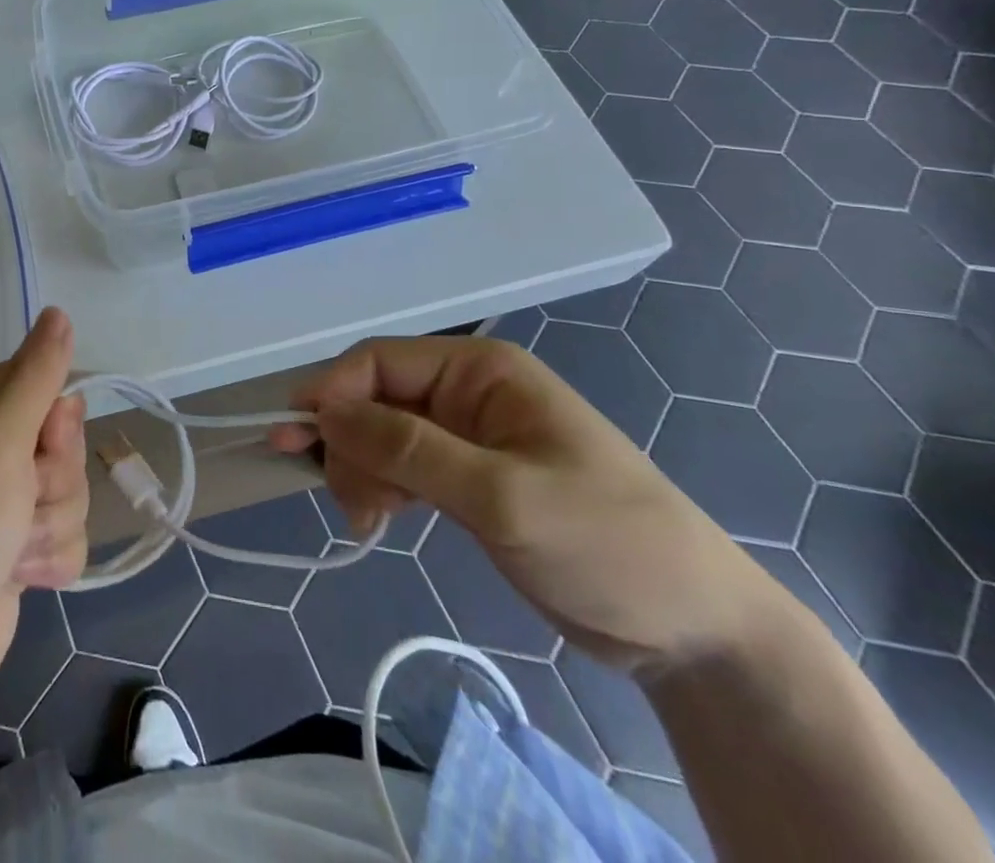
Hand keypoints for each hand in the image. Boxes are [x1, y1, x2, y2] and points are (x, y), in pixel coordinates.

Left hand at [0, 308, 87, 725]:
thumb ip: (36, 377)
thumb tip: (58, 311)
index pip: (44, 383)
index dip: (54, 422)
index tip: (39, 447)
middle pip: (64, 441)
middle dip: (52, 480)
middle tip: (16, 505)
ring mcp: (1, 499)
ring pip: (71, 490)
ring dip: (49, 525)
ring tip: (10, 551)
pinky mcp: (16, 547)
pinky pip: (67, 535)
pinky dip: (50, 558)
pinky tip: (17, 577)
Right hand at [272, 337, 773, 673]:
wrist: (697, 633)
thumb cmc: (606, 544)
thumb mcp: (502, 496)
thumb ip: (409, 448)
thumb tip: (324, 409)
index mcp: (480, 371)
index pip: (380, 361)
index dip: (332, 392)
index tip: (297, 437)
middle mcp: (467, 392)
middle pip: (374, 398)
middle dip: (349, 443)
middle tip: (348, 503)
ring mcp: (466, 436)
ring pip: (381, 434)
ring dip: (361, 471)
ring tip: (366, 522)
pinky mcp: (467, 478)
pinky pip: (402, 466)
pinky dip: (381, 489)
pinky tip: (378, 521)